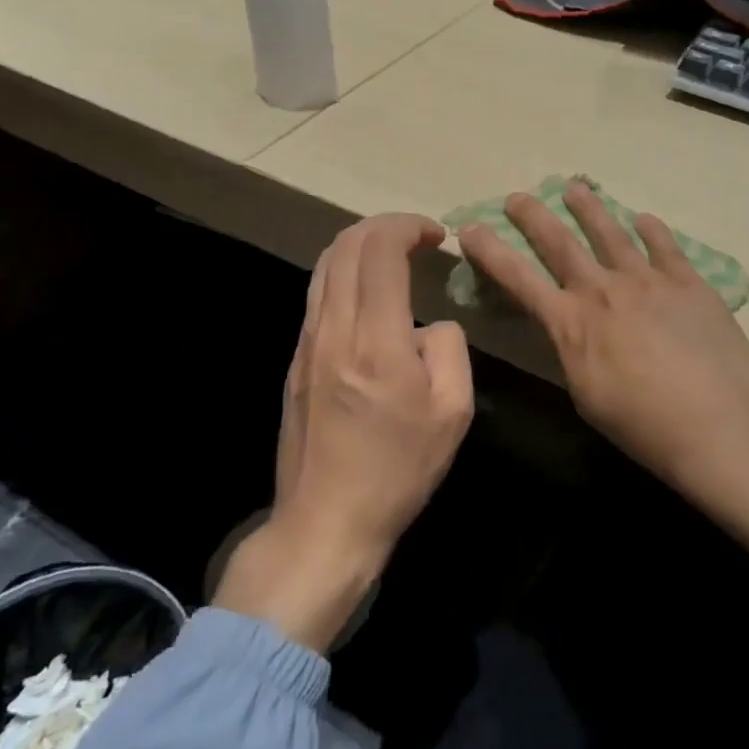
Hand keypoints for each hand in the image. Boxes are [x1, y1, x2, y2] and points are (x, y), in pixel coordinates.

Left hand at [213, 213, 474, 650]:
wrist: (326, 522)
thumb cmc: (398, 470)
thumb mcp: (453, 412)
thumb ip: (449, 348)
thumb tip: (430, 323)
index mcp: (376, 340)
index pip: (380, 251)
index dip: (407, 227)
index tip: (436, 236)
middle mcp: (334, 330)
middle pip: (346, 246)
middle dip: (383, 226)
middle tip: (416, 237)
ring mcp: (306, 343)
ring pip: (324, 267)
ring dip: (359, 246)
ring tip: (392, 255)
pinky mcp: (295, 360)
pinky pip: (317, 295)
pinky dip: (344, 274)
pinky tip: (369, 294)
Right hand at [459, 180, 748, 570]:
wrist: (716, 420)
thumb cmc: (643, 424)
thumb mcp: (586, 394)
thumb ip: (574, 352)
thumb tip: (572, 329)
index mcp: (571, 323)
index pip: (518, 278)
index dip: (491, 251)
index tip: (470, 227)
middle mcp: (603, 290)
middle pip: (560, 243)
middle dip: (534, 217)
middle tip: (519, 196)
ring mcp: (647, 279)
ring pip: (611, 233)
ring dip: (589, 209)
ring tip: (575, 189)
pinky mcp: (687, 281)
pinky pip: (664, 245)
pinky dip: (651, 230)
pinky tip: (644, 219)